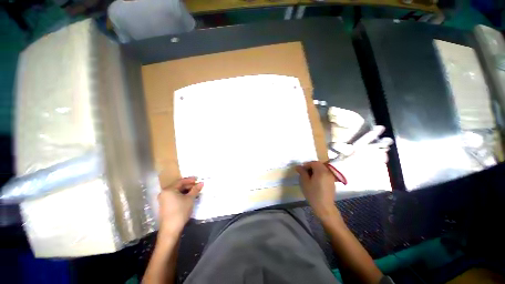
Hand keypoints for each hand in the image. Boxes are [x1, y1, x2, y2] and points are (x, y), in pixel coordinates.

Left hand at [157, 177, 202, 236]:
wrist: (171, 229)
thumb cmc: (180, 211)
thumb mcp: (190, 199)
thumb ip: (195, 189)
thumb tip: (201, 183)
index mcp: (169, 189)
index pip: (181, 181)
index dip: (190, 180)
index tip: (198, 179)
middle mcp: (164, 193)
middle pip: (178, 186)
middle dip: (189, 185)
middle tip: (197, 186)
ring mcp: (164, 200)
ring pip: (177, 192)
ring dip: (186, 191)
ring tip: (195, 191)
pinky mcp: (165, 205)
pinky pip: (174, 196)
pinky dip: (182, 195)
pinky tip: (189, 197)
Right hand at [296, 161, 338, 219]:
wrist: (324, 207)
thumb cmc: (313, 194)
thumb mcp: (304, 182)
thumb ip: (302, 172)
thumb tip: (298, 166)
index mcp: (321, 171)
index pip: (314, 163)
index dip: (307, 164)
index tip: (301, 170)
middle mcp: (328, 172)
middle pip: (319, 165)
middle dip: (311, 167)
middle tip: (305, 173)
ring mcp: (331, 177)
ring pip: (322, 169)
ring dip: (316, 170)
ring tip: (309, 177)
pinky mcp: (332, 182)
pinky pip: (325, 174)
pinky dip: (320, 174)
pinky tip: (315, 181)